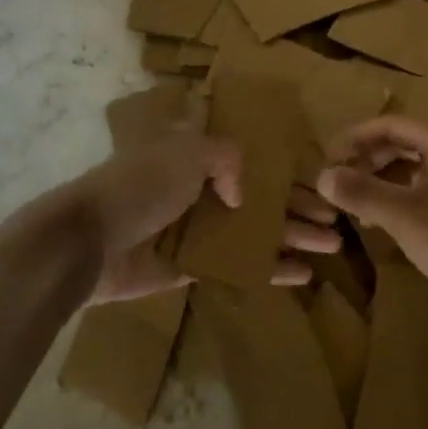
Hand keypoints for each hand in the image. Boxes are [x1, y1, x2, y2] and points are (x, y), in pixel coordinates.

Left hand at [71, 131, 341, 303]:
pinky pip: (238, 266)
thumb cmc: (140, 185)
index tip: (322, 178)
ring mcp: (197, 229)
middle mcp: (201, 189)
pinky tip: (302, 275)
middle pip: (261, 197)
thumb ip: (226, 161)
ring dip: (293, 237)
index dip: (287, 168)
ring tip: (333, 244)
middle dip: (299, 206)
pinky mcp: (191, 266)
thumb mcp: (188, 153)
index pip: (254, 158)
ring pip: (255, 233)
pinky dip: (269, 268)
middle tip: (337, 218)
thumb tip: (241, 198)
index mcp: (197, 154)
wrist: (90, 240)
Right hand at [316, 115, 427, 309]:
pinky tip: (390, 220)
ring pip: (417, 165)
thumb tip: (321, 175)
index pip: (389, 123)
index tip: (329, 157)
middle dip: (368, 157)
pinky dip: (404, 194)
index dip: (355, 137)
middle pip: (404, 141)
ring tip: (359, 201)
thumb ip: (361, 192)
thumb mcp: (403, 216)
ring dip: (384, 177)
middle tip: (341, 179)